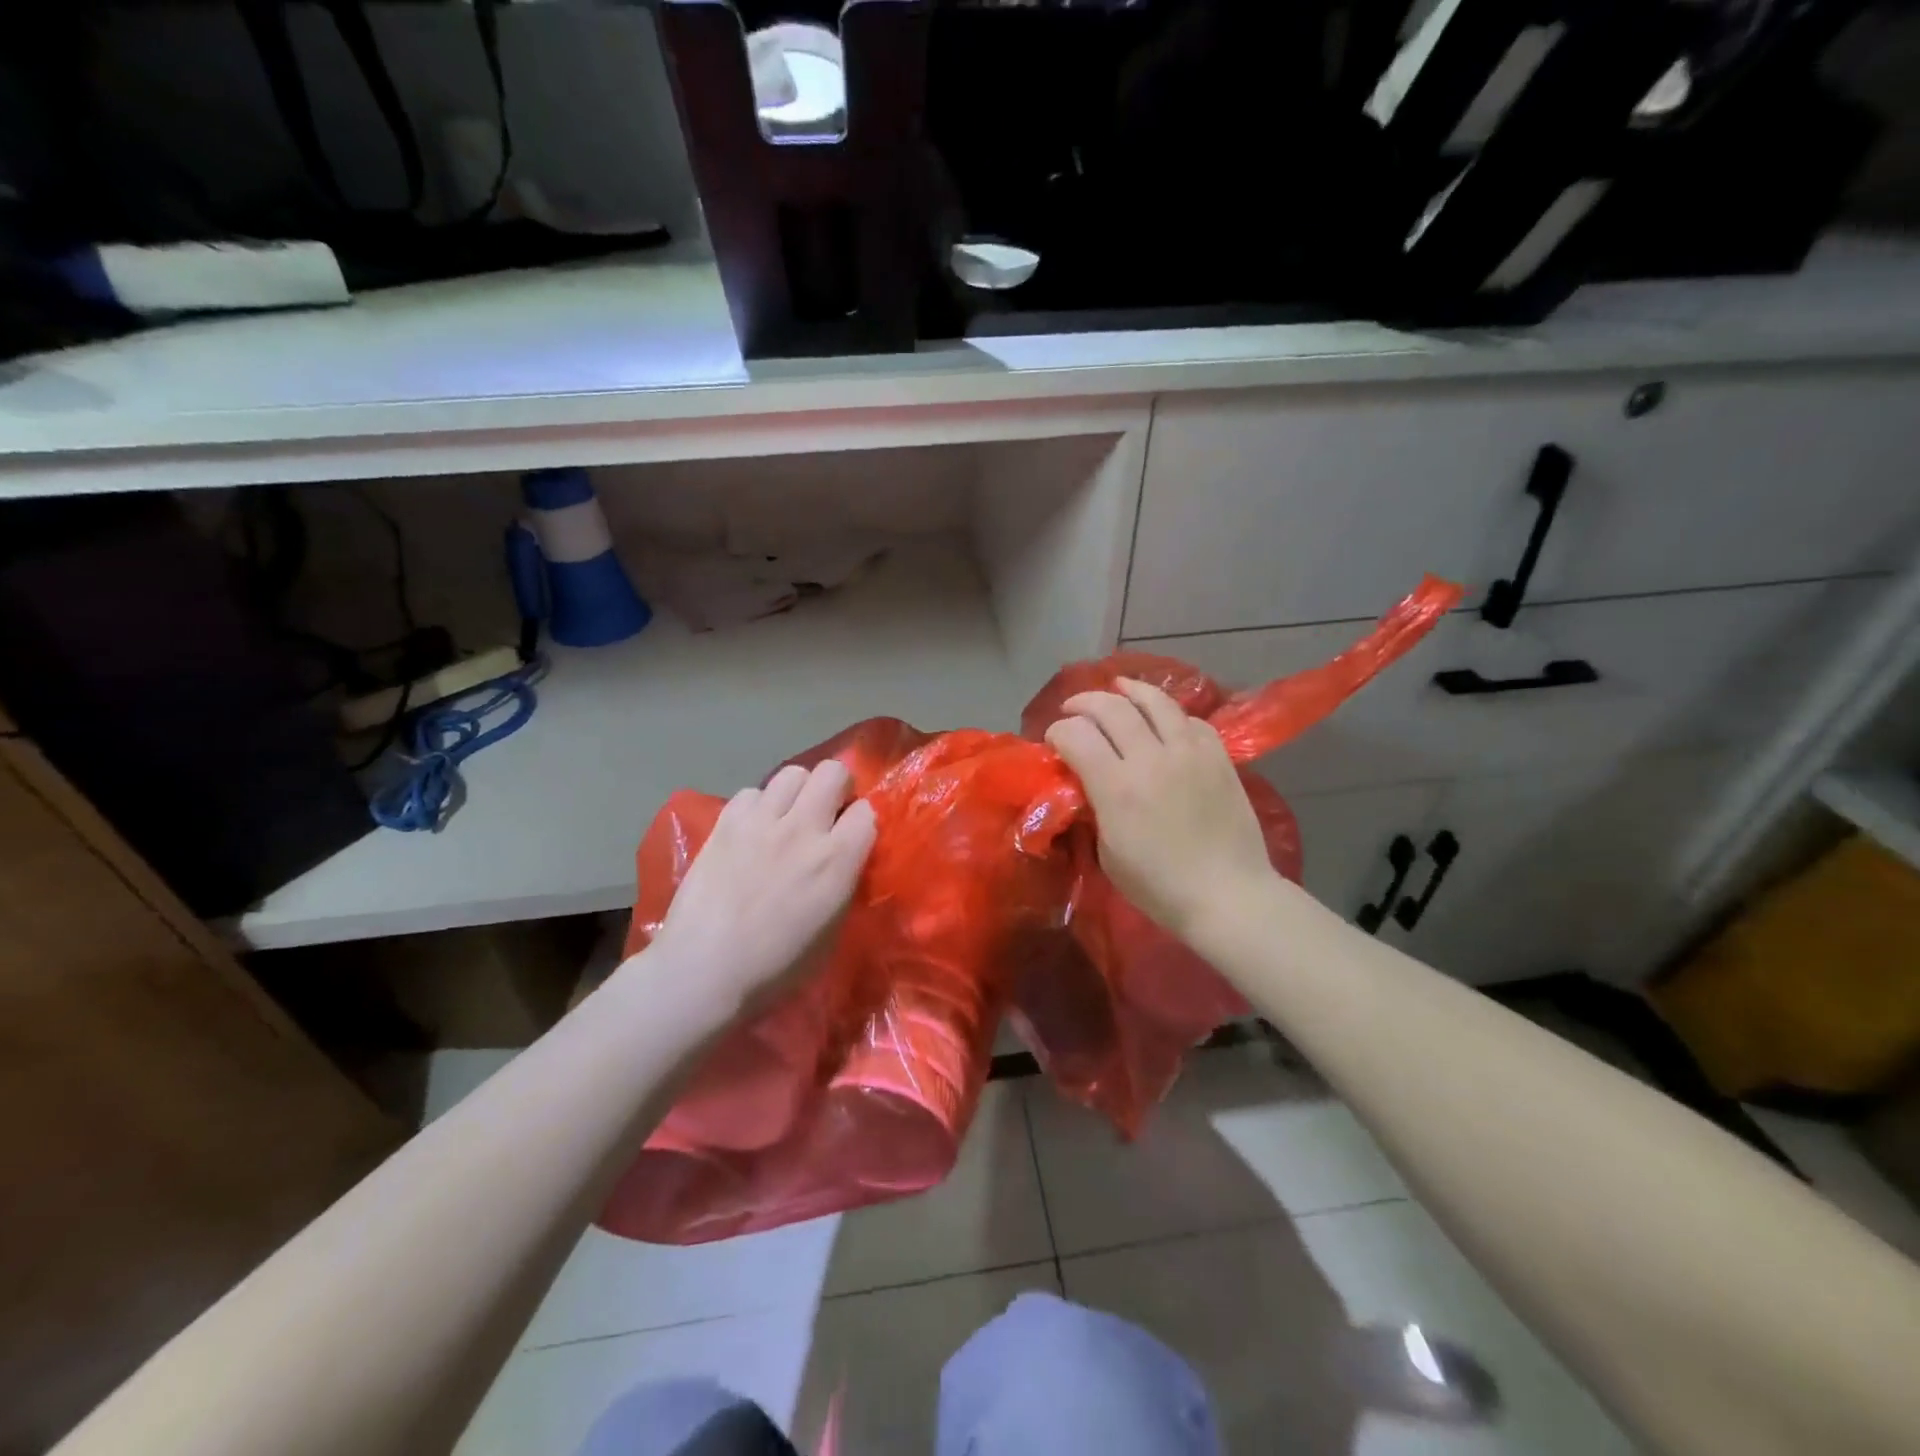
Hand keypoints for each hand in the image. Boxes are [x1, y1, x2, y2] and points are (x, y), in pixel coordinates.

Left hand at [643, 760, 876, 1015]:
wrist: (703, 971)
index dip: (862, 821)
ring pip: (792, 773)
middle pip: (832, 772)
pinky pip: (751, 792)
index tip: (853, 837)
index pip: (867, 811)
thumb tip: (844, 863)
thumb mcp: (831, 932)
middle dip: (836, 788)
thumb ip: (843, 885)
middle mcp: (803, 829)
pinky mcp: (725, 823)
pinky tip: (752, 830)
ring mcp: (761, 821)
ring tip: (788, 816)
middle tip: (826, 814)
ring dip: (798, 791)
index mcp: (836, 860)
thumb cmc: (775, 968)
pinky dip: (758, 806)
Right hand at [1045, 678, 1275, 941]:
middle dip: (1084, 702)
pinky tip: (1162, 719)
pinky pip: (1190, 720)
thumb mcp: (1109, 854)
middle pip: (1111, 708)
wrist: (1228, 896)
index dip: (1057, 731)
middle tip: (1074, 710)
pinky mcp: (1219, 757)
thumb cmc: (1160, 887)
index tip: (1053, 740)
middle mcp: (1151, 759)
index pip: (1076, 735)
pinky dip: (1169, 714)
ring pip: (1155, 701)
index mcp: (1117, 788)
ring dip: (1129, 690)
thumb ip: (1095, 808)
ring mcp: (1190, 753)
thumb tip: (1086, 782)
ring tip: (1117, 689)